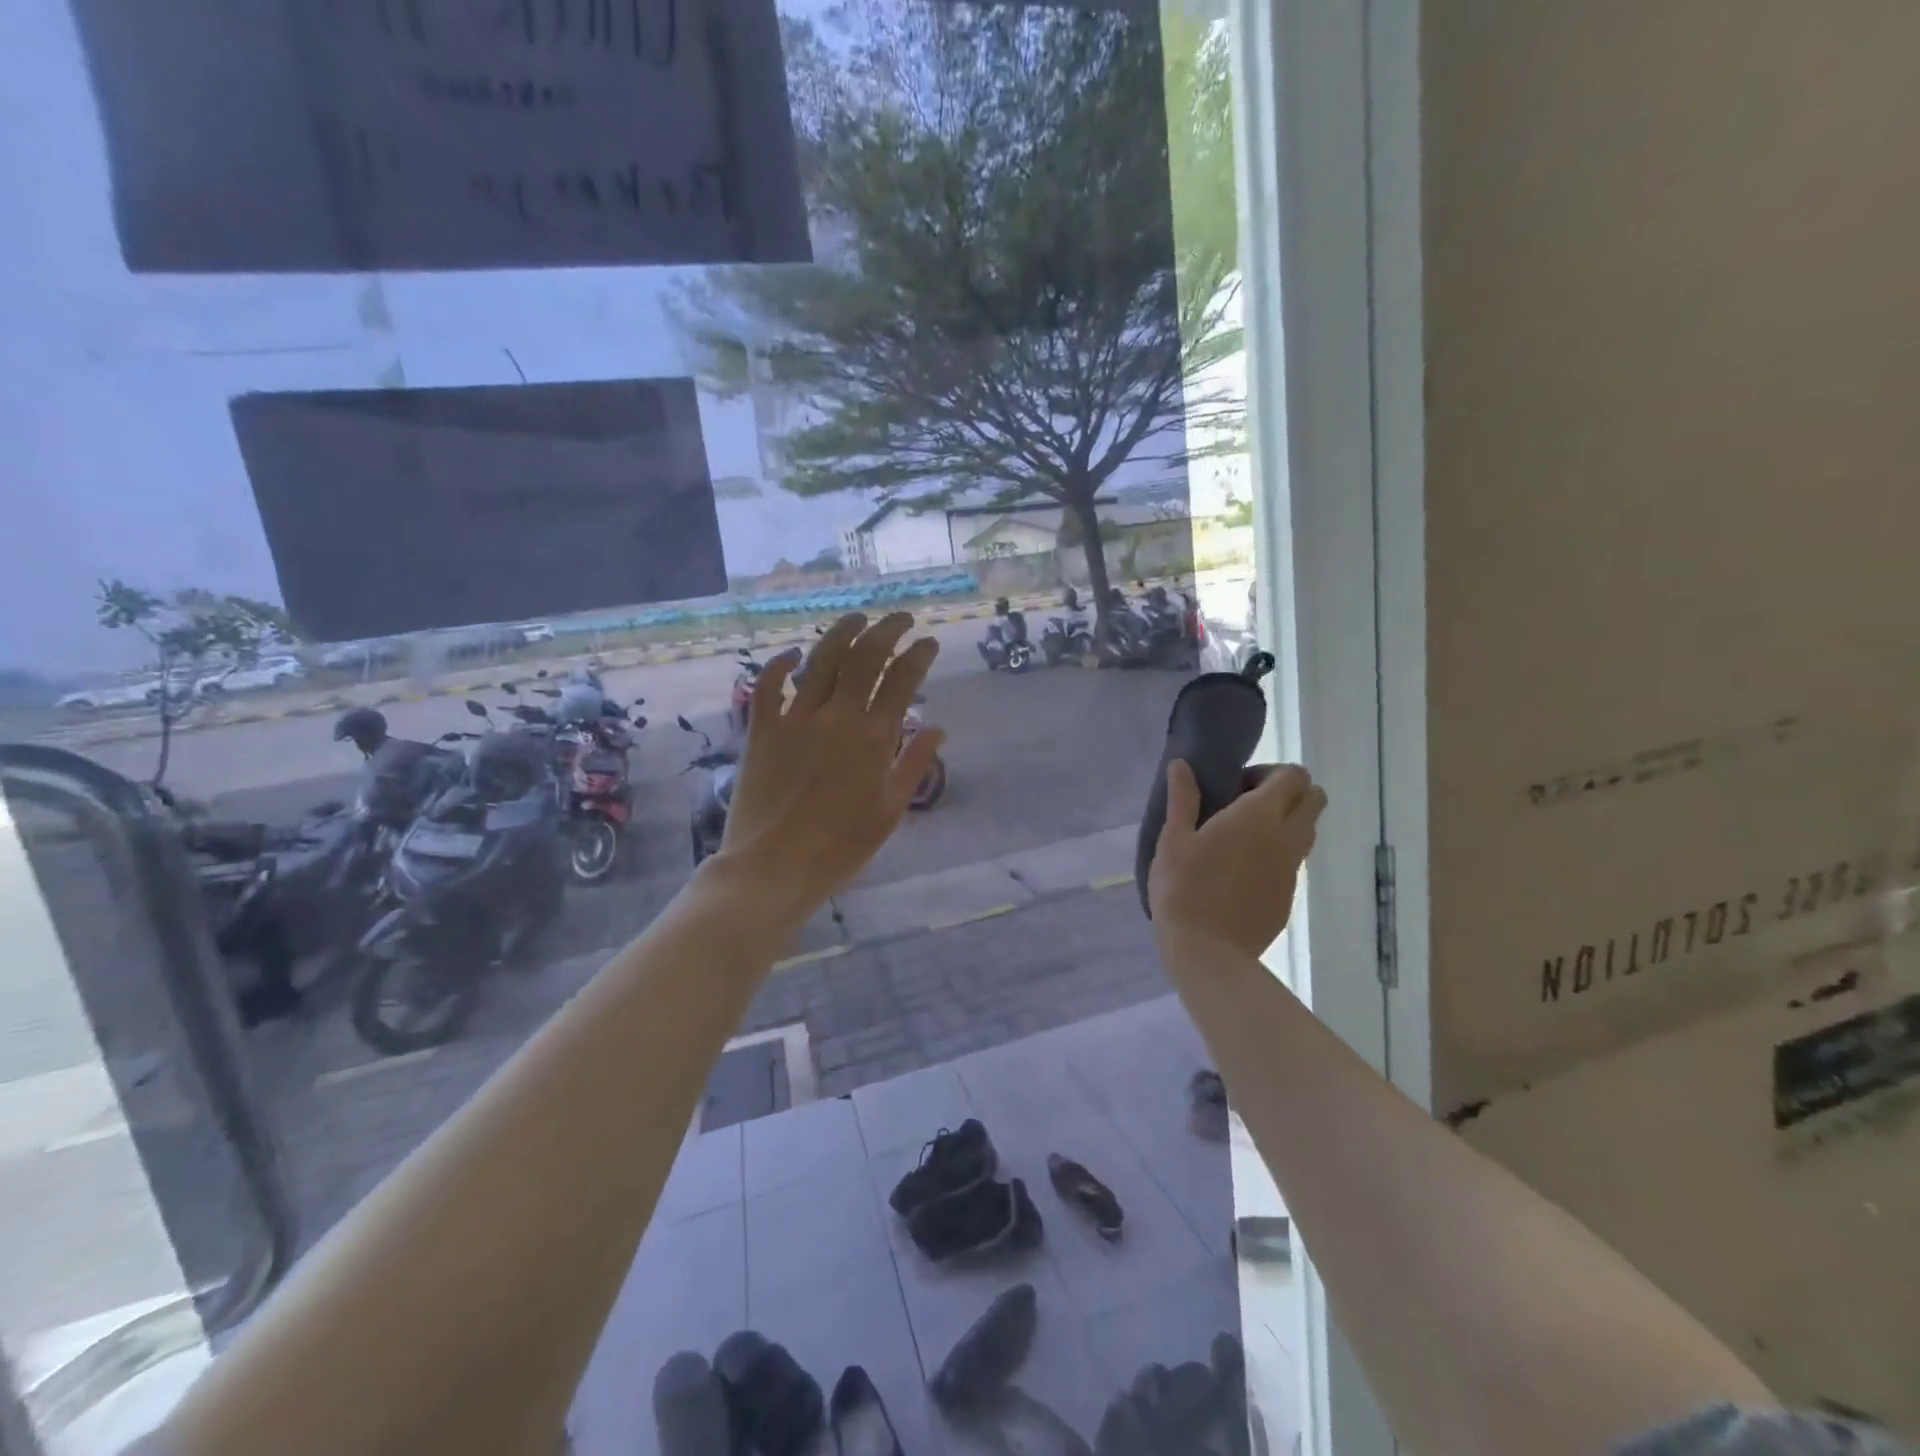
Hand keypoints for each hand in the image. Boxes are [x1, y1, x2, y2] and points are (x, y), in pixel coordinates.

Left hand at [708, 612, 944, 927]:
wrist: (774, 867)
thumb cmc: (841, 847)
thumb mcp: (890, 810)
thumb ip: (913, 764)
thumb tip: (937, 727)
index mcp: (873, 738)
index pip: (902, 681)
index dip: (918, 655)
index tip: (929, 642)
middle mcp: (836, 717)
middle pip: (864, 658)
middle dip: (887, 630)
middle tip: (901, 619)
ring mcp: (795, 719)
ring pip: (821, 660)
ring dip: (842, 633)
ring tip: (858, 618)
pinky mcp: (761, 730)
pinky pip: (768, 686)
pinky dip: (780, 664)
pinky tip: (793, 653)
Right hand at [1148, 761, 1326, 958]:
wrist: (1208, 952)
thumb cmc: (1184, 889)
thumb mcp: (1173, 840)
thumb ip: (1182, 798)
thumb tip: (1182, 765)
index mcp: (1258, 816)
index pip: (1293, 775)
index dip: (1269, 773)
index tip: (1237, 787)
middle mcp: (1286, 837)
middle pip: (1314, 798)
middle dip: (1288, 792)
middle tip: (1246, 805)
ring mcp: (1292, 869)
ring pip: (1307, 830)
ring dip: (1286, 822)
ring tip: (1242, 838)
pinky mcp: (1289, 895)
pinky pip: (1293, 861)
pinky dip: (1277, 854)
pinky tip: (1240, 871)